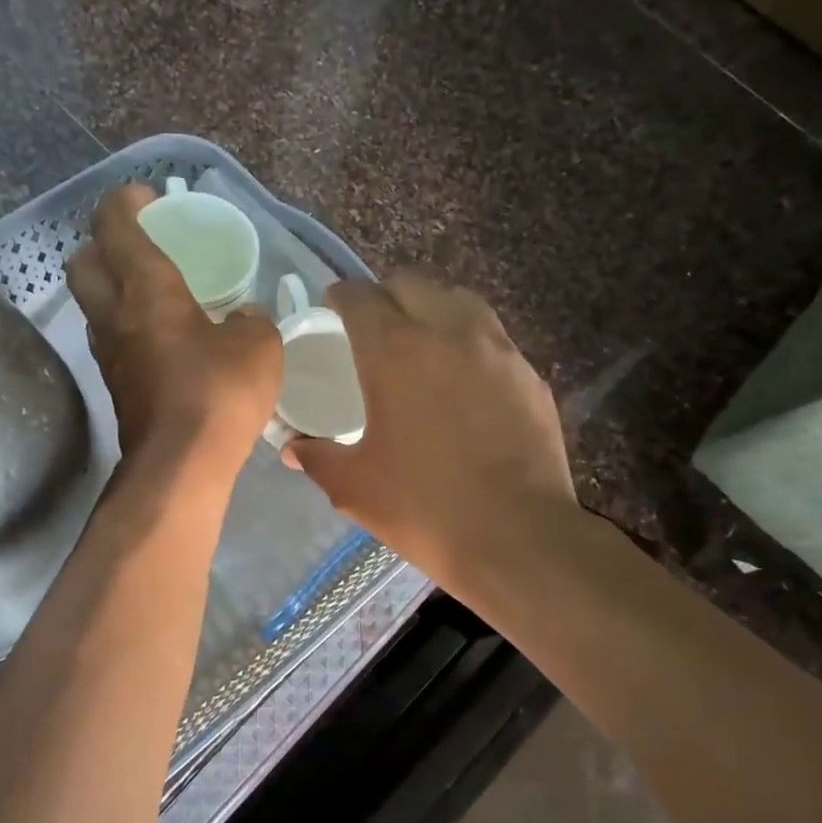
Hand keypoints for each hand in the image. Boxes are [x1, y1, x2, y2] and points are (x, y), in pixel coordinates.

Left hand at [66, 183, 281, 478]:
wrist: (180, 467)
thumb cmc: (218, 394)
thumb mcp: (258, 347)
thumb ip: (251, 320)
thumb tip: (242, 318)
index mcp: (146, 289)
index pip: (114, 224)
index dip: (124, 200)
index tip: (148, 196)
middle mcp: (115, 315)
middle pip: (83, 261)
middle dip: (103, 243)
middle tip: (142, 245)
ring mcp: (109, 354)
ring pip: (94, 304)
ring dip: (113, 288)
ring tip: (156, 292)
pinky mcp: (116, 386)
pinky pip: (113, 339)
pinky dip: (129, 326)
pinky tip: (165, 339)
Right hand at [286, 271, 575, 589]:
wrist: (517, 537)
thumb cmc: (423, 508)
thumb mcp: (353, 486)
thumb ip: (316, 456)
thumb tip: (293, 448)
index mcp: (395, 351)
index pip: (359, 296)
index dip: (340, 297)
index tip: (332, 310)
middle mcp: (447, 332)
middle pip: (410, 284)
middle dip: (384, 296)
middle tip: (372, 330)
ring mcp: (496, 349)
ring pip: (458, 300)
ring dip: (431, 308)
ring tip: (420, 343)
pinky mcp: (528, 374)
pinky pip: (492, 337)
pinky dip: (469, 342)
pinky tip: (463, 381)